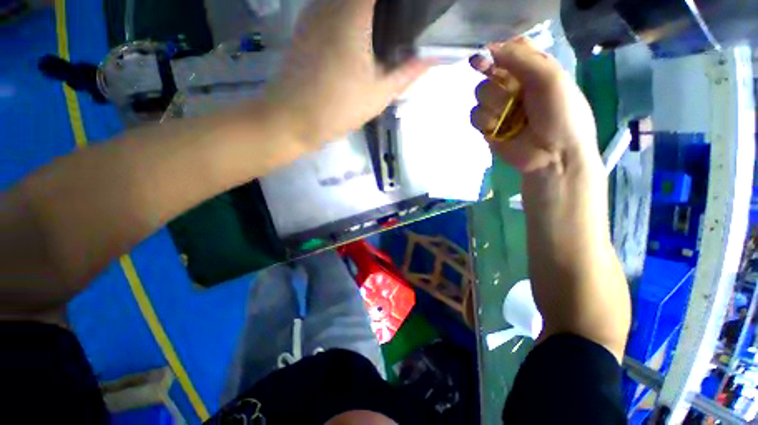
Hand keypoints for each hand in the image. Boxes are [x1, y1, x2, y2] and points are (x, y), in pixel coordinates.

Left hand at [263, 0, 432, 147]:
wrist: (293, 119)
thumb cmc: (338, 107)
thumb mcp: (379, 93)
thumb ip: (407, 71)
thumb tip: (432, 56)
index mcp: (352, 12)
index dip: (399, 2)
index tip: (411, 13)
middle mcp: (330, 2)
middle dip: (386, 8)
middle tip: (401, 26)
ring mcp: (313, 12)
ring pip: (347, 1)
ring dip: (369, 12)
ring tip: (385, 31)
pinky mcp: (305, 27)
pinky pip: (333, 8)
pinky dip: (351, 15)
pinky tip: (360, 38)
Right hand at [470, 38, 598, 173]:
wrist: (551, 154)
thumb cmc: (560, 114)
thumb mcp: (550, 78)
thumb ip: (520, 58)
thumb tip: (488, 49)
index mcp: (532, 69)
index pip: (509, 51)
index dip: (497, 52)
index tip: (488, 59)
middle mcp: (513, 85)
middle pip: (489, 71)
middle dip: (497, 82)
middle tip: (511, 93)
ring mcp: (499, 107)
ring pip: (480, 93)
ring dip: (493, 103)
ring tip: (509, 116)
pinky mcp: (488, 126)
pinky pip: (474, 115)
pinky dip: (485, 121)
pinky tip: (497, 128)